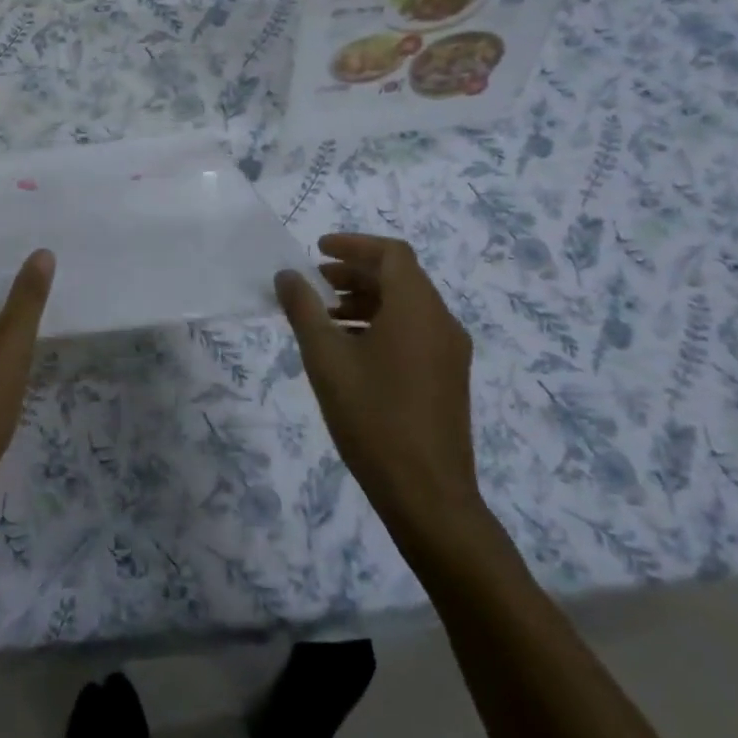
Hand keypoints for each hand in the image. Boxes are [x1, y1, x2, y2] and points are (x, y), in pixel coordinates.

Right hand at [275, 234, 481, 549]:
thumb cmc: (372, 417)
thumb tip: (287, 275)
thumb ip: (303, 309)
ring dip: (365, 301)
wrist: (426, 493)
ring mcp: (450, 352)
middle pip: (400, 278)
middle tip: (314, 283)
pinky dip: (380, 325)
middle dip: (355, 274)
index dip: (353, 245)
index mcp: (417, 308)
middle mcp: (441, 322)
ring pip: (407, 307)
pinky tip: (349, 351)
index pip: (391, 254)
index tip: (317, 250)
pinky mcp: (448, 378)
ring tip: (324, 318)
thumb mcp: (325, 358)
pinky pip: (414, 332)